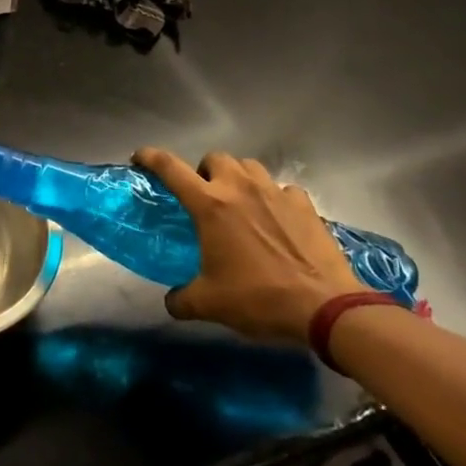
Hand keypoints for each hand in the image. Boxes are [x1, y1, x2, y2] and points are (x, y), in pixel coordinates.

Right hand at [134, 149, 365, 344]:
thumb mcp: (210, 304)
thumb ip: (181, 299)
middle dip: (205, 171)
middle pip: (214, 158)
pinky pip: (282, 189)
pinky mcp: (304, 205)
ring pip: (249, 166)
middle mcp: (240, 189)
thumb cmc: (259, 298)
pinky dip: (275, 198)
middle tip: (205, 196)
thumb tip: (171, 302)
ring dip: (238, 178)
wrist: (325, 307)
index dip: (151, 157)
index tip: (140, 157)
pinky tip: (277, 218)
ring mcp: (275, 193)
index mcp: (210, 205)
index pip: (171, 168)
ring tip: (240, 202)